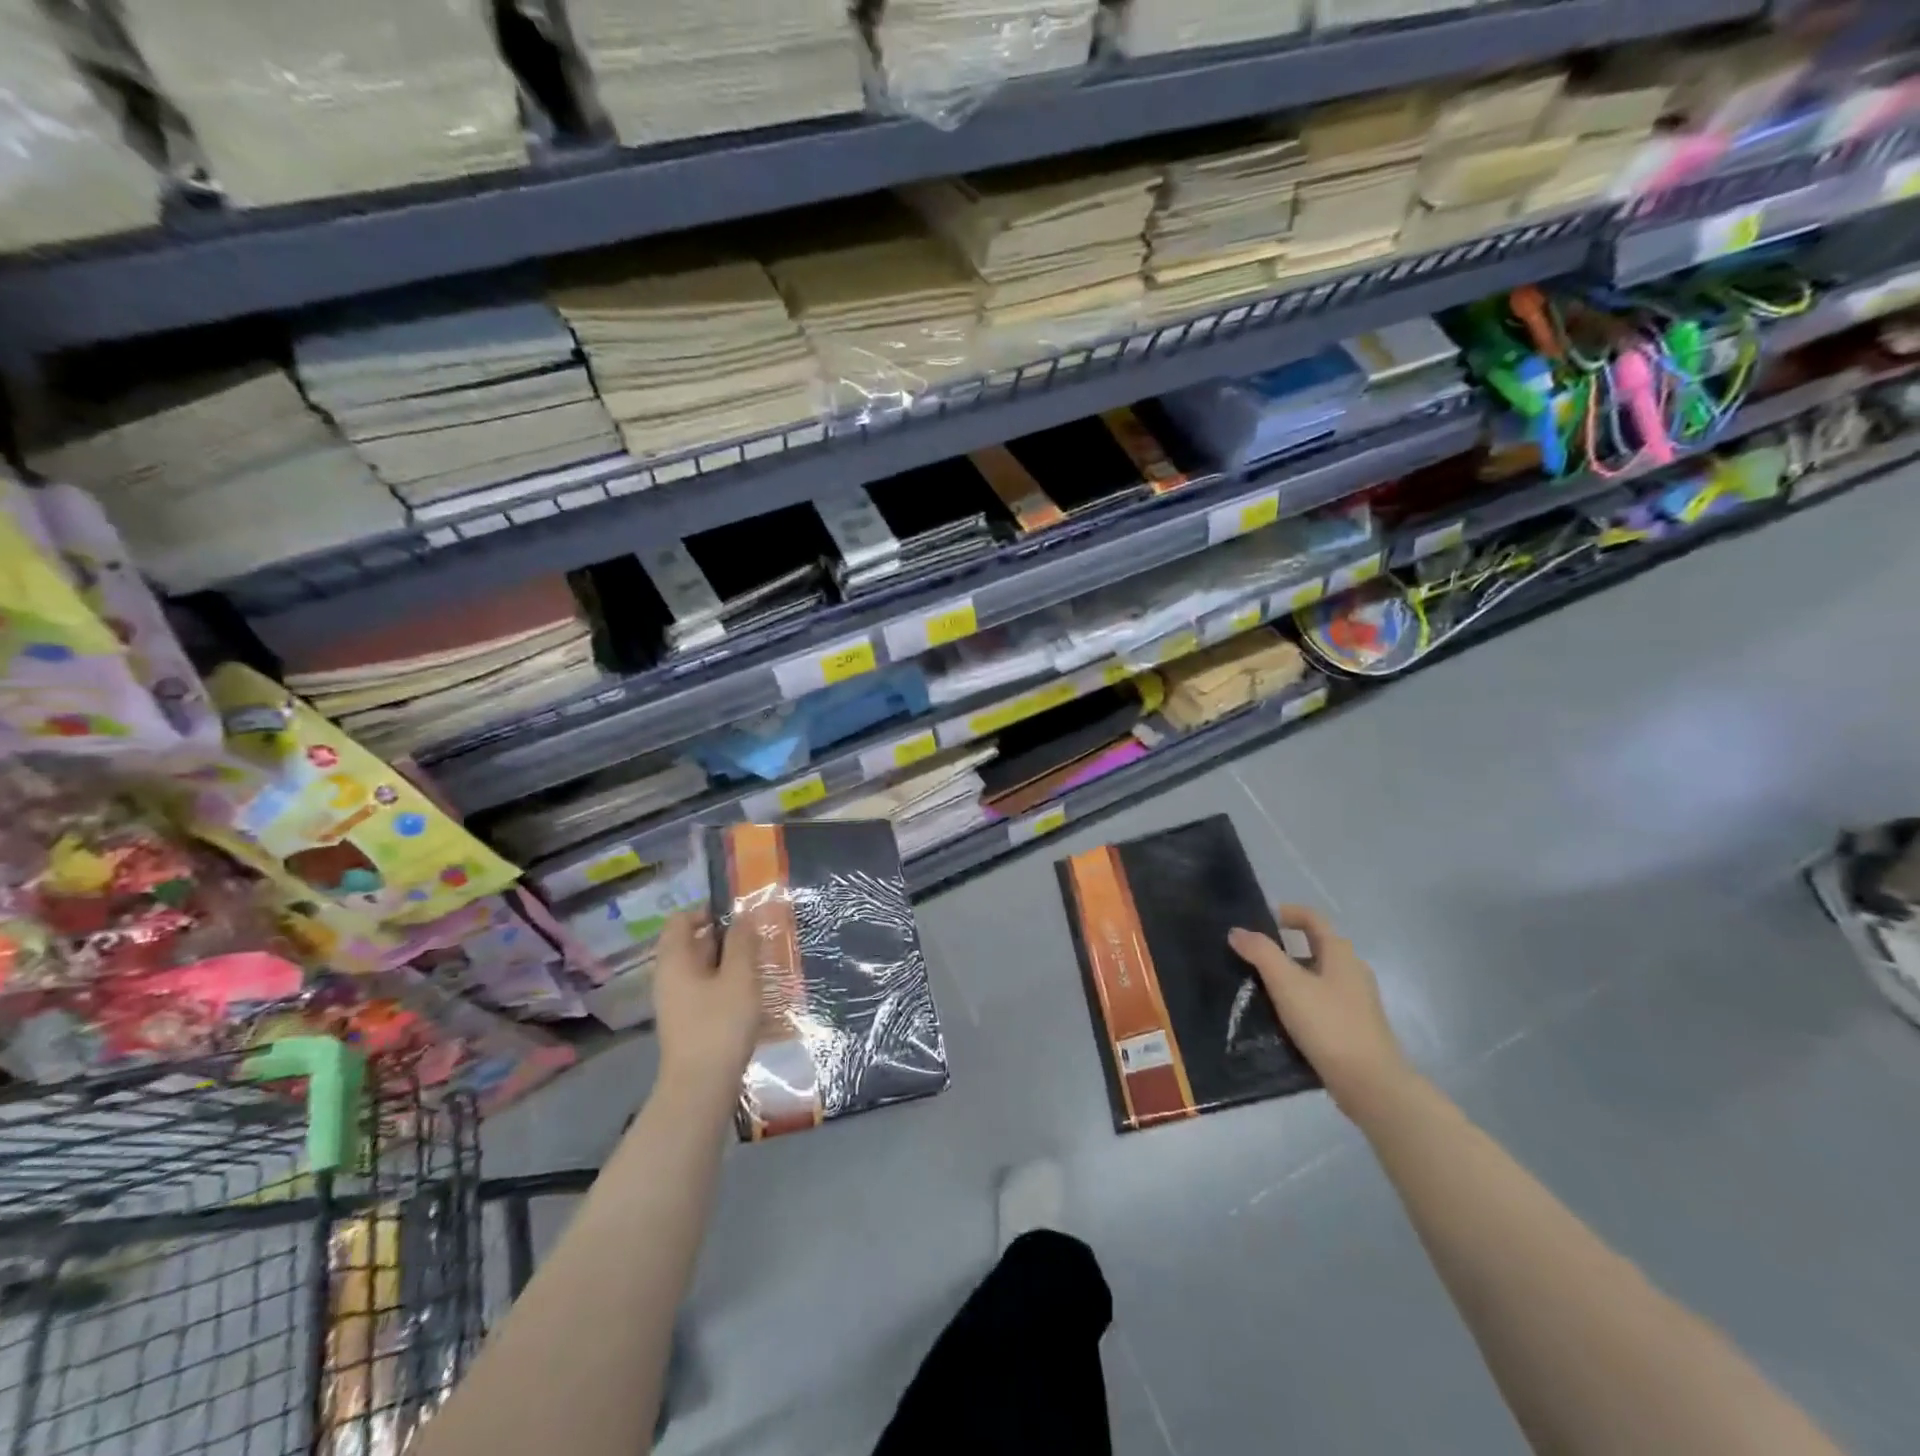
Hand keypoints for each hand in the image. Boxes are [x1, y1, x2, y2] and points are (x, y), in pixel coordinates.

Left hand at [653, 909, 762, 1101]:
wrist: (700, 1088)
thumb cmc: (720, 1024)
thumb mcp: (739, 977)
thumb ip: (742, 942)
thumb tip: (743, 916)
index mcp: (674, 960)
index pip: (681, 920)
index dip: (708, 911)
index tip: (739, 917)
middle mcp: (669, 977)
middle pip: (692, 943)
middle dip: (725, 938)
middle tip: (757, 940)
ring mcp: (676, 1002)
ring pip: (702, 969)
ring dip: (729, 963)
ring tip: (759, 967)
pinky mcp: (687, 1022)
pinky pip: (705, 991)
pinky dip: (725, 985)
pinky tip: (749, 996)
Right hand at [1229, 905, 1411, 1112]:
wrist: (1370, 1084)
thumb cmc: (1328, 1024)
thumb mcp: (1287, 984)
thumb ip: (1261, 953)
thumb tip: (1237, 931)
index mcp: (1340, 953)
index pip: (1312, 918)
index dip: (1286, 913)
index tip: (1258, 920)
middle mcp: (1352, 970)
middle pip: (1314, 946)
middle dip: (1283, 947)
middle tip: (1251, 956)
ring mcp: (1357, 1000)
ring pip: (1317, 975)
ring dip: (1290, 974)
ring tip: (1260, 987)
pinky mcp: (1354, 1025)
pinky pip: (1321, 1000)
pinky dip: (1300, 998)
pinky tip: (1282, 1016)